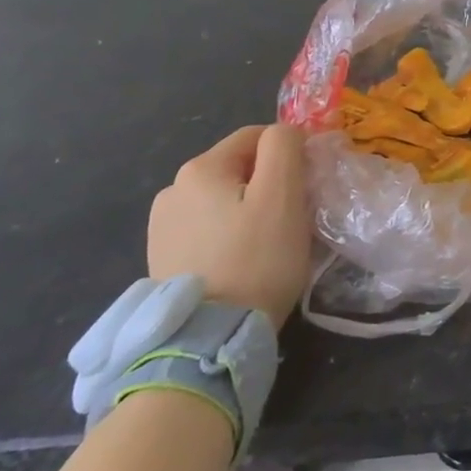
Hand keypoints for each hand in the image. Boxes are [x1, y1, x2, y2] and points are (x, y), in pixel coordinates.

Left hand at [148, 124, 311, 325]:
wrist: (208, 338)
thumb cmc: (255, 258)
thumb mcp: (282, 194)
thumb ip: (284, 147)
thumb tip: (284, 132)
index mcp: (200, 168)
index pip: (257, 136)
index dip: (290, 152)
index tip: (309, 184)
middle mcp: (172, 189)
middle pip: (238, 168)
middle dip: (269, 182)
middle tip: (293, 216)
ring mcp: (161, 226)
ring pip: (223, 199)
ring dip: (248, 209)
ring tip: (268, 242)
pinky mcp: (162, 258)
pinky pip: (207, 228)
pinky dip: (229, 234)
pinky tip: (241, 260)